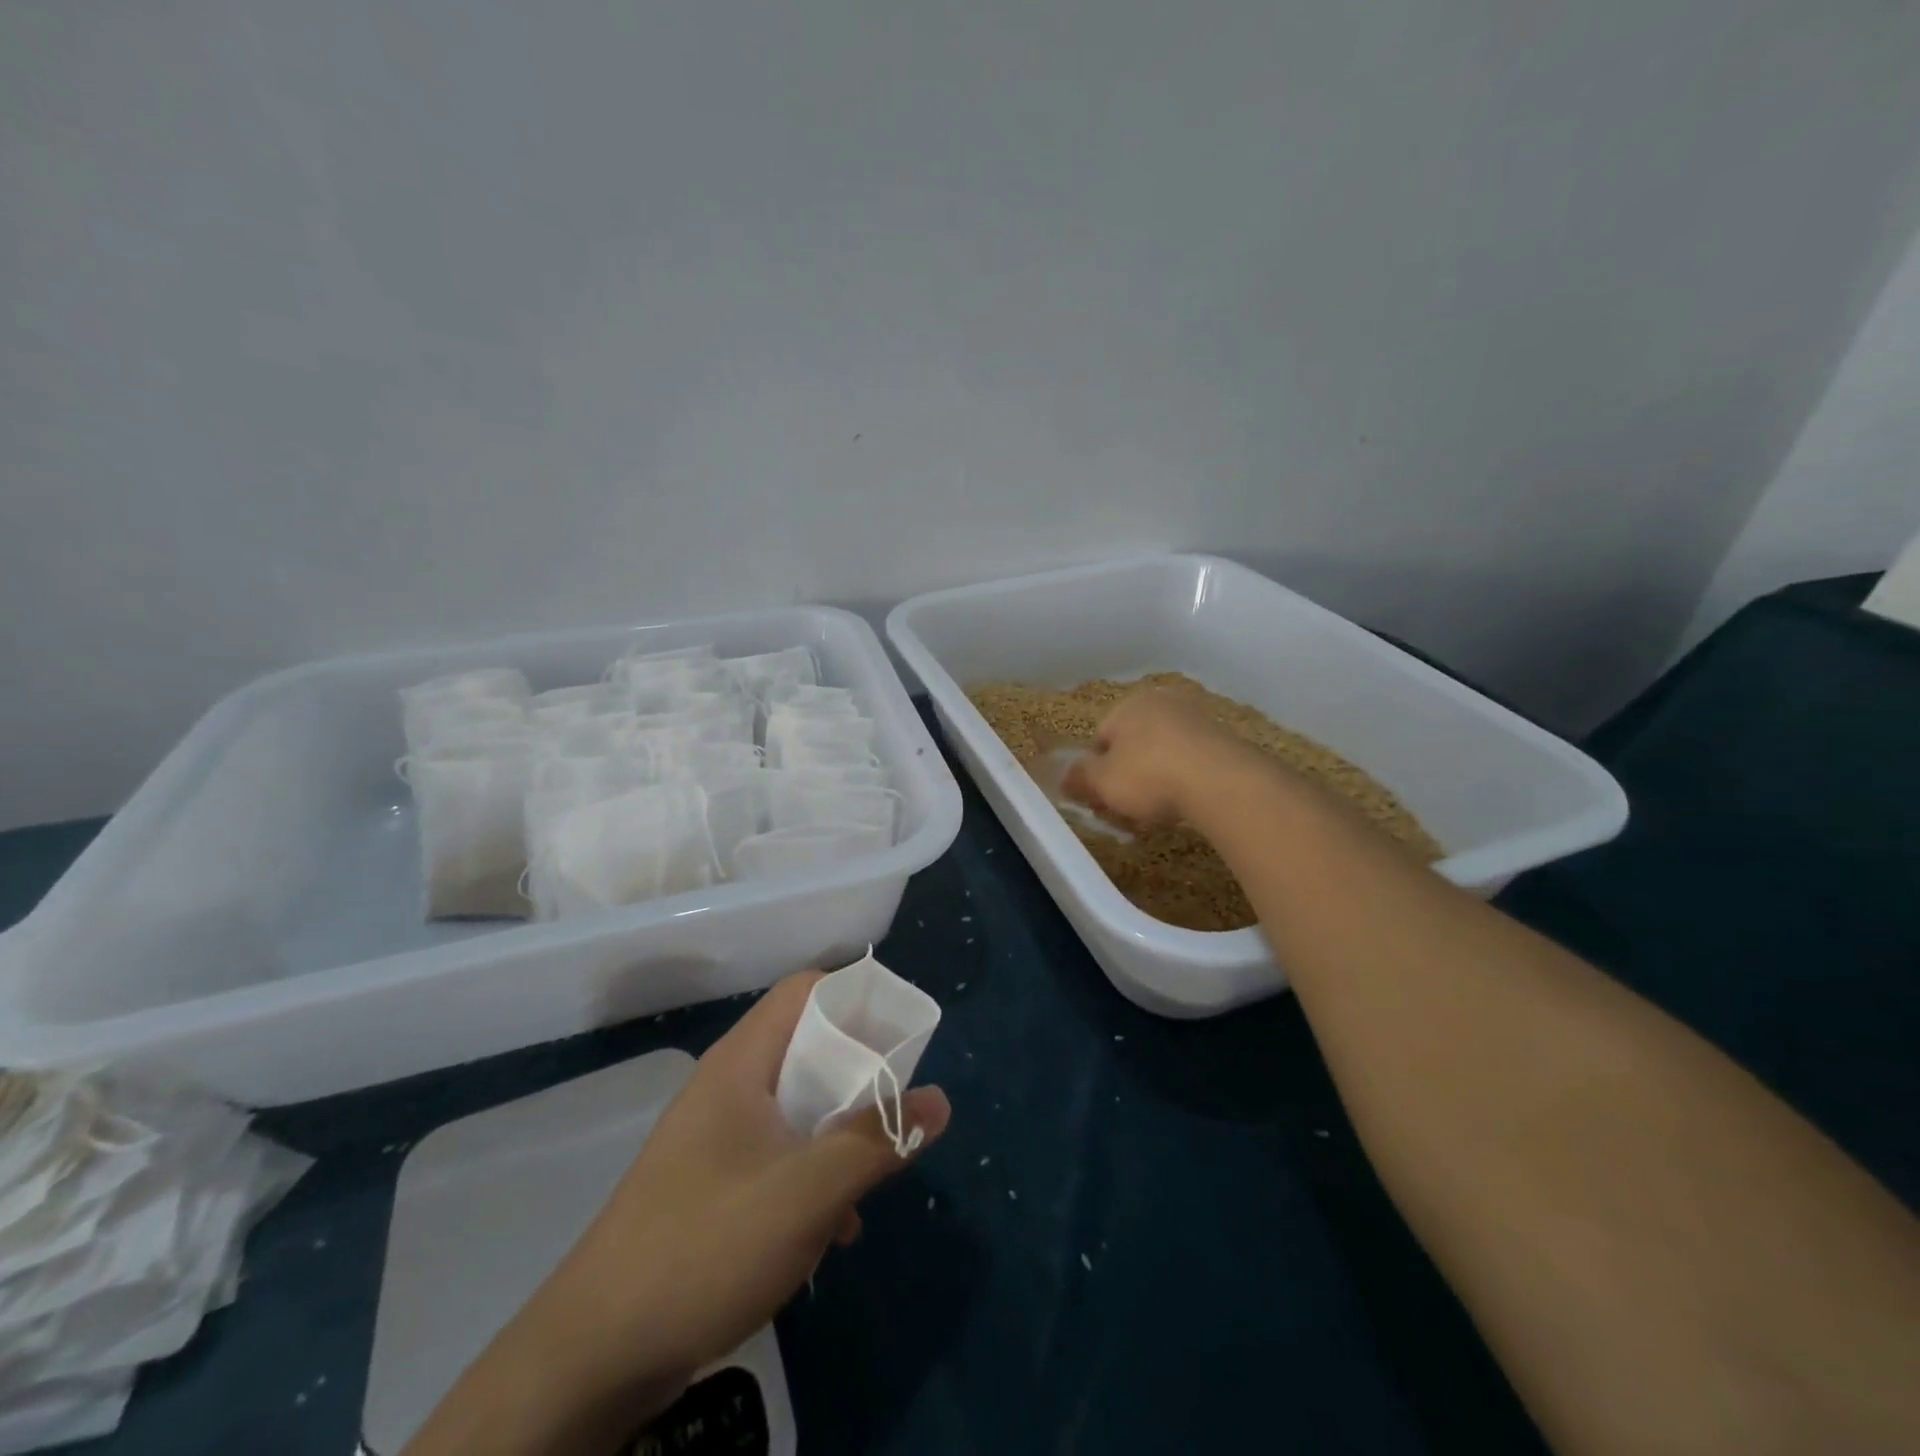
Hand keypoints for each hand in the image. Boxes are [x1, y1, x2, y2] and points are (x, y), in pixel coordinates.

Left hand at [403, 971, 948, 1454]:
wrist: (593, 1356)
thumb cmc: (706, 1246)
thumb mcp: (807, 1193)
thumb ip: (876, 1141)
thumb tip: (940, 1100)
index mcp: (743, 1063)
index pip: (805, 990)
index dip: (855, 995)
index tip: (900, 1028)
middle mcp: (728, 1086)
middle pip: (806, 1046)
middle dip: (859, 1068)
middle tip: (900, 1096)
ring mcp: (716, 1136)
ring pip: (796, 1103)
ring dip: (840, 1126)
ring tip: (877, 1163)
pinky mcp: (712, 1182)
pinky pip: (778, 1151)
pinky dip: (813, 1169)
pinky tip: (835, 1226)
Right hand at [1061, 687, 1250, 828]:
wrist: (1221, 782)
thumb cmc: (1148, 776)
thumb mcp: (1101, 782)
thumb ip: (1079, 778)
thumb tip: (1064, 778)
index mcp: (1127, 704)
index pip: (1100, 738)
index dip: (1097, 771)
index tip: (1102, 798)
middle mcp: (1162, 702)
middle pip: (1133, 743)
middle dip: (1128, 774)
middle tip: (1129, 807)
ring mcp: (1196, 718)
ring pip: (1164, 752)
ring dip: (1158, 777)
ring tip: (1160, 810)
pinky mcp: (1224, 739)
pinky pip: (1192, 761)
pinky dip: (1186, 779)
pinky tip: (1187, 803)